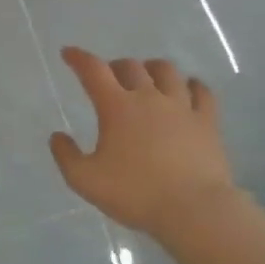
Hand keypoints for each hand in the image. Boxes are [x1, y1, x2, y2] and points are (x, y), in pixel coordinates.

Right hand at [48, 48, 239, 236]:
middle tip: (109, 76)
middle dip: (115, 66)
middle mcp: (149, 97)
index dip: (79, 58)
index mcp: (117, 107)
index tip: (69, 53)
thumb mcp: (86, 181)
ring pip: (167, 71)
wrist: (193, 210)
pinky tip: (188, 88)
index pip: (93, 71)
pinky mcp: (207, 121)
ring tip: (147, 76)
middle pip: (130, 67)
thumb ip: (66, 156)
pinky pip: (201, 91)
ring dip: (152, 68)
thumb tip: (57, 136)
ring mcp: (181, 107)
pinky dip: (192, 85)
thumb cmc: (136, 194)